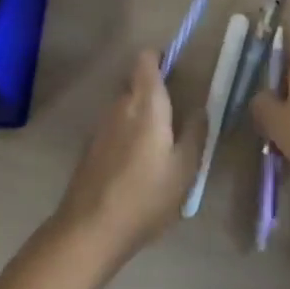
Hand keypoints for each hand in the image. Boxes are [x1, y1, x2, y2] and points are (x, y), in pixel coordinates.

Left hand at [54, 52, 201, 263]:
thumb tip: (200, 108)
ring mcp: (100, 126)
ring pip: (124, 106)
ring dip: (139, 116)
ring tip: (158, 146)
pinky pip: (113, 127)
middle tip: (175, 117)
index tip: (176, 72)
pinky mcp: (89, 147)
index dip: (160, 58)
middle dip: (154, 92)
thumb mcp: (185, 168)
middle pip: (135, 82)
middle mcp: (120, 105)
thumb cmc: (145, 195)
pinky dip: (126, 135)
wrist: (89, 230)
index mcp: (146, 102)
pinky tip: (136, 165)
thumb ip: (196, 133)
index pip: (146, 59)